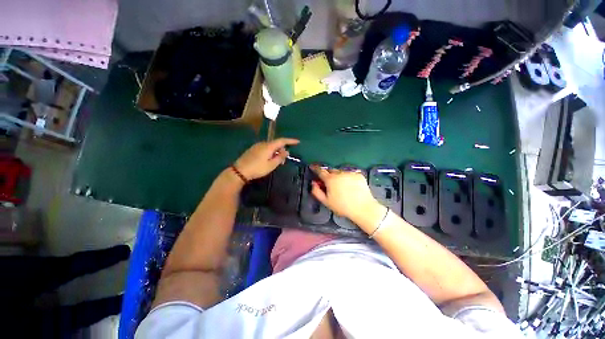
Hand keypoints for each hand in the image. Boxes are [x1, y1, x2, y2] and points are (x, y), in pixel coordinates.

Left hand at [234, 138, 299, 179]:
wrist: (240, 171)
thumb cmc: (257, 169)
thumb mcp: (271, 165)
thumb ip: (280, 157)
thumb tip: (286, 151)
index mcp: (269, 146)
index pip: (282, 141)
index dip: (290, 141)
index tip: (298, 142)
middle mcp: (263, 143)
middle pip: (276, 143)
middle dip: (282, 149)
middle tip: (284, 160)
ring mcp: (257, 146)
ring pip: (270, 146)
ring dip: (276, 152)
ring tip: (276, 162)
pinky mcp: (253, 149)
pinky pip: (265, 148)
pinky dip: (270, 152)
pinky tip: (268, 160)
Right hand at [310, 165, 383, 231]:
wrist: (363, 208)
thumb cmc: (342, 206)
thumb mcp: (326, 202)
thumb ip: (317, 191)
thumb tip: (313, 183)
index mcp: (330, 179)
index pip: (320, 171)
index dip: (315, 168)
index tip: (313, 167)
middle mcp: (340, 173)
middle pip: (331, 170)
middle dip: (328, 174)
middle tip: (330, 183)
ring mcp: (350, 173)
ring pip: (341, 172)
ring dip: (339, 176)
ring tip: (342, 186)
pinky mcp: (359, 174)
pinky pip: (350, 174)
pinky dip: (348, 178)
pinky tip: (351, 186)